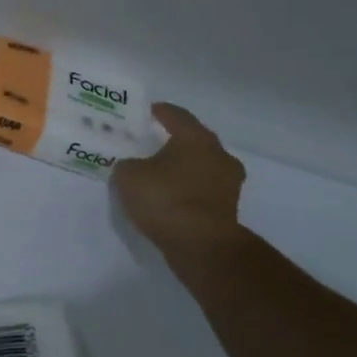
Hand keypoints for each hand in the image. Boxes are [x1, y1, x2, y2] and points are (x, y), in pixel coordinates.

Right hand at [112, 102, 245, 255]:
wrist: (201, 244)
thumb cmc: (164, 198)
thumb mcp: (128, 175)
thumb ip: (128, 164)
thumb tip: (135, 166)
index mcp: (196, 138)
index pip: (176, 116)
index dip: (160, 112)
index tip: (147, 111)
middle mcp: (218, 155)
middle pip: (193, 140)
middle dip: (173, 140)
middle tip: (151, 141)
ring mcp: (228, 183)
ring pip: (201, 165)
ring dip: (183, 166)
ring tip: (159, 171)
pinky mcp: (228, 207)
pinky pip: (203, 188)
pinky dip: (188, 187)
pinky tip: (170, 194)